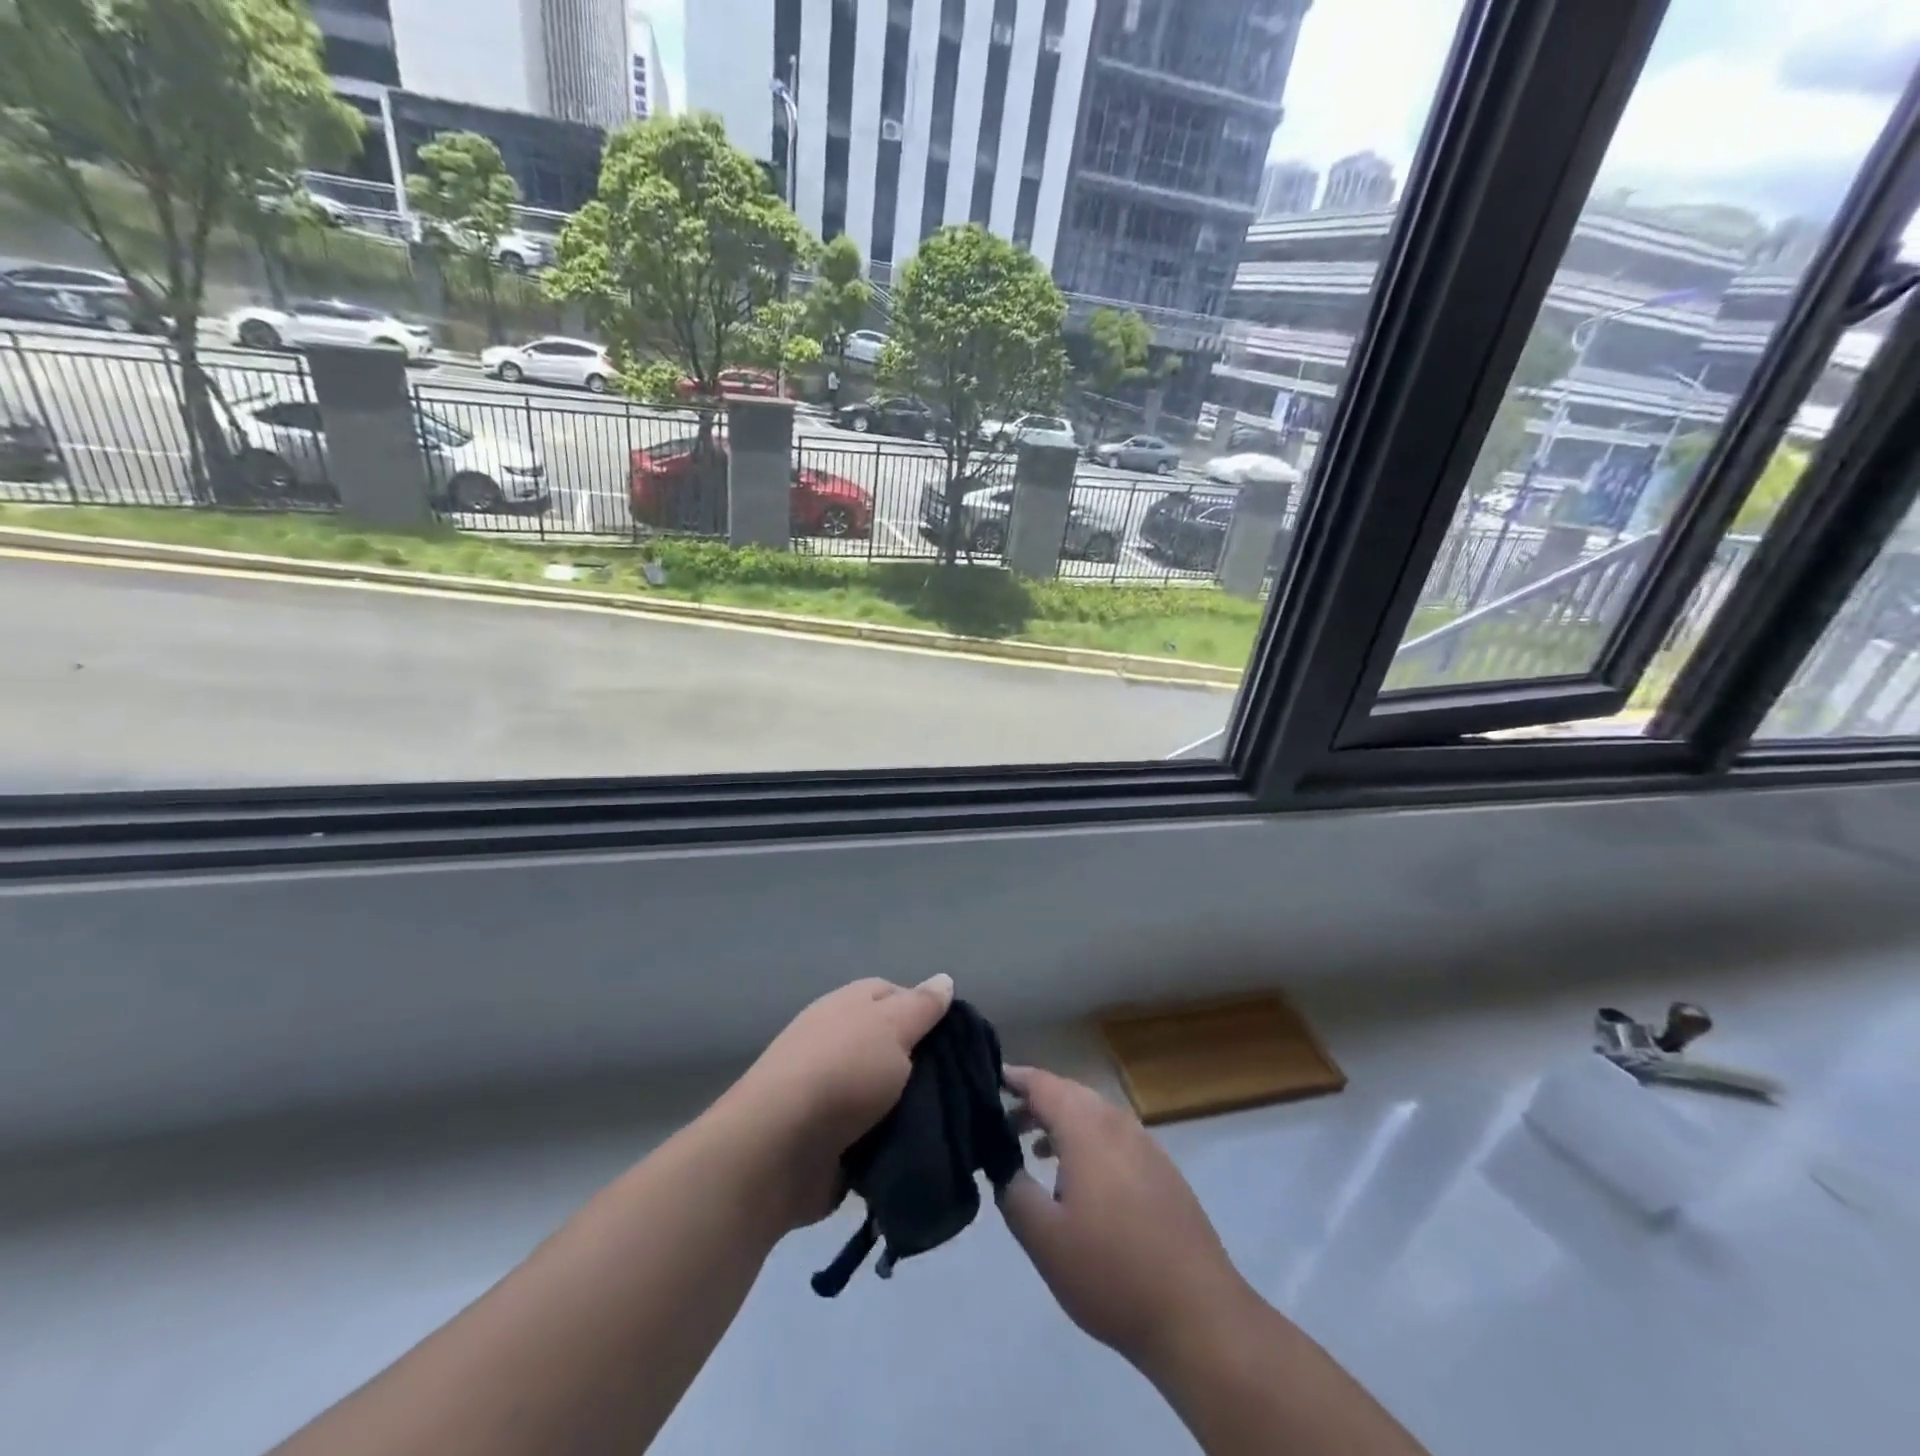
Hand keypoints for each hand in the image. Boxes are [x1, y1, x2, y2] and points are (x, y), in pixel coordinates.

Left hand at [723, 975, 954, 1229]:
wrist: (778, 1148)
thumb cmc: (842, 1072)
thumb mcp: (892, 1026)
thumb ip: (921, 1006)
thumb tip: (944, 979)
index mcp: (850, 1005)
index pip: (897, 994)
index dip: (930, 1012)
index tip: (959, 1040)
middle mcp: (840, 1041)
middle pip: (896, 1045)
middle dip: (927, 1066)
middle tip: (964, 1086)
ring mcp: (832, 1090)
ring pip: (889, 1092)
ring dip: (914, 1108)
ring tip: (952, 1124)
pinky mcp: (831, 1137)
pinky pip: (876, 1132)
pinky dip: (895, 1141)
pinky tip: (923, 1150)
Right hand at [998, 1065, 1255, 1374]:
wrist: (1197, 1314)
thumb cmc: (1111, 1272)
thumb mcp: (1045, 1239)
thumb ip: (1014, 1193)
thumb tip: (1003, 1167)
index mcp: (1087, 1128)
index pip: (1043, 1084)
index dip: (1015, 1078)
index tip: (989, 1078)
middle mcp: (1118, 1124)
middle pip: (1070, 1094)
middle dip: (1036, 1103)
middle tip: (1005, 1122)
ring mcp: (1146, 1146)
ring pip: (1094, 1116)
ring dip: (1062, 1124)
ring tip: (1034, 1150)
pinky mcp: (1164, 1171)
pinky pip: (1115, 1138)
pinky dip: (1088, 1142)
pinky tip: (1080, 1182)